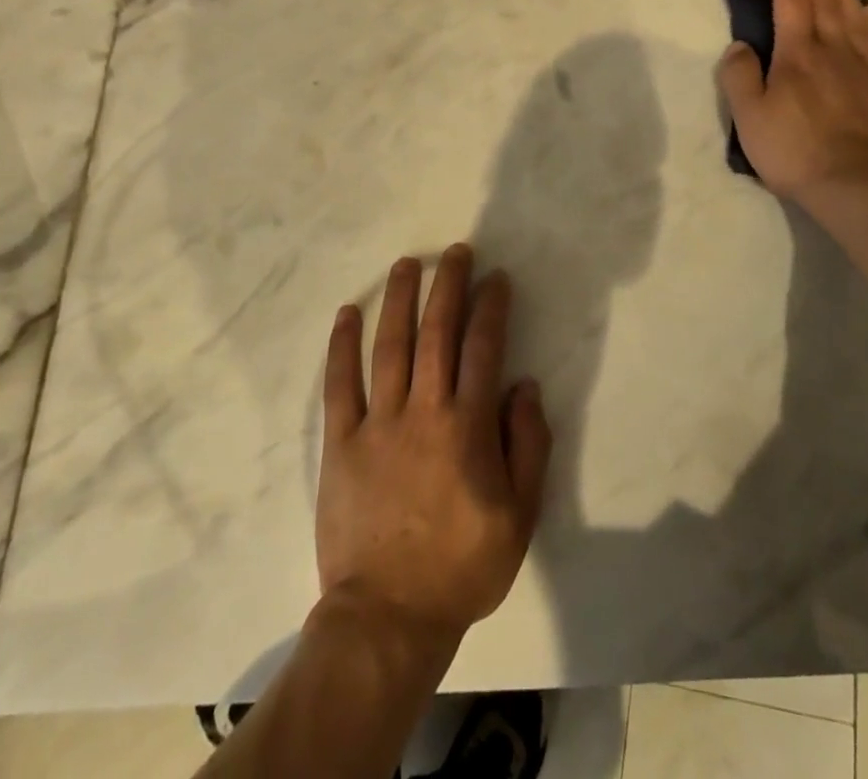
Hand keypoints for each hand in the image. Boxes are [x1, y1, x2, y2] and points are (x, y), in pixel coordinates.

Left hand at [316, 245, 551, 651]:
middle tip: (455, 252)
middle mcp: (424, 410)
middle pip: (437, 332)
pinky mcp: (341, 442)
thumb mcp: (520, 515)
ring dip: (399, 299)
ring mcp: (378, 423)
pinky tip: (347, 313)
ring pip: (390, 346)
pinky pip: (339, 384)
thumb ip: (528, 445)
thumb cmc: (462, 566)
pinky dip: (342, 346)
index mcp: (468, 426)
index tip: (496, 278)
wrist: (388, 616)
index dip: (491, 307)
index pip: (484, 347)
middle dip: (448, 286)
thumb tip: (524, 386)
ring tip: (407, 264)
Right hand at [719, 0, 867, 204]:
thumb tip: (739, 45)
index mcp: (796, 54)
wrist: (857, 184)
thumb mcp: (749, 117)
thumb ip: (739, 76)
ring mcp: (864, 66)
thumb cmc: (794, 150)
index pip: (789, 3)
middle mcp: (832, 49)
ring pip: (853, 15)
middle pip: (824, 1)